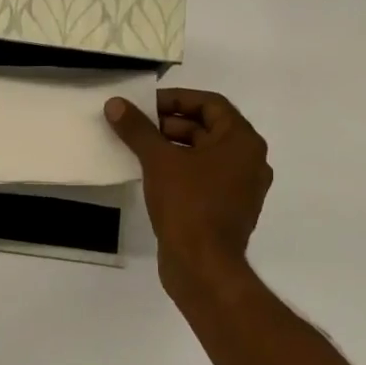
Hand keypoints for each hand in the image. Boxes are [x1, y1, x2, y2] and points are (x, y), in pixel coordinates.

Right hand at [105, 89, 270, 295]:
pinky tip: (151, 176)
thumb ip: (137, 129)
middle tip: (136, 126)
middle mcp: (249, 161)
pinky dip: (181, 170)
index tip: (145, 104)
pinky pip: (204, 178)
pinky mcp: (228, 210)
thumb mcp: (158, 160)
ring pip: (205, 155)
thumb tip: (115, 104)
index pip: (211, 104)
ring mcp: (241, 188)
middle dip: (170, 124)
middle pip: (208, 129)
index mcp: (243, 142)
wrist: (202, 265)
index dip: (177, 99)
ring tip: (138, 149)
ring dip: (173, 147)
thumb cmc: (187, 204)